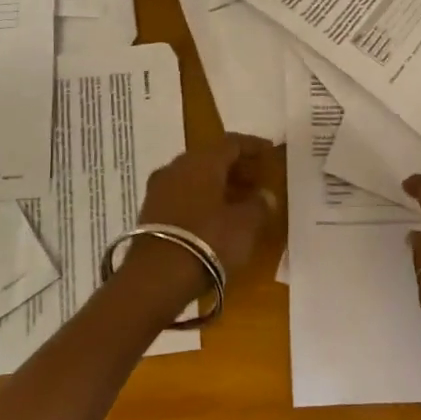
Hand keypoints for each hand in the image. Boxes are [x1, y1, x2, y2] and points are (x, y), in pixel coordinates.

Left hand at [115, 133, 278, 320]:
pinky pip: (183, 195)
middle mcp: (177, 167)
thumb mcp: (245, 225)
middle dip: (236, 167)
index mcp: (202, 161)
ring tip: (240, 201)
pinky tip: (216, 216)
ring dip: (219, 184)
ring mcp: (159, 189)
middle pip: (211, 158)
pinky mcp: (150, 211)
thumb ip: (259, 205)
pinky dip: (202, 199)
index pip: (232, 143)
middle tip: (257, 180)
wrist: (156, 277)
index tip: (270, 152)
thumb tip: (265, 195)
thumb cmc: (208, 240)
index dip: (254, 146)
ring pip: (195, 177)